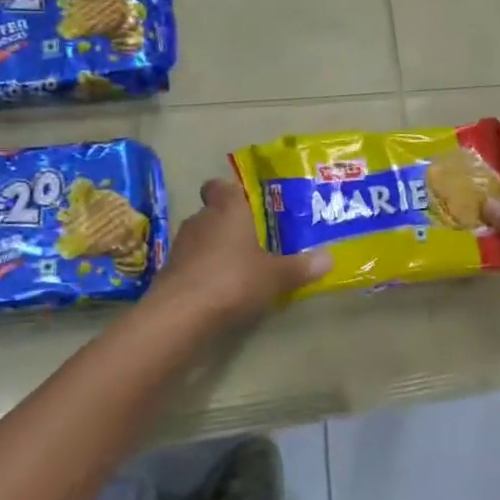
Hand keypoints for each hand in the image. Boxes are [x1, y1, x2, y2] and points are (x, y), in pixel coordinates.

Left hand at [149, 176, 330, 325]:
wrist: (181, 313)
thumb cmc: (234, 280)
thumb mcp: (276, 276)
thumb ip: (301, 267)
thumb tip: (330, 258)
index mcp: (227, 209)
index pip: (221, 186)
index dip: (230, 192)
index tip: (247, 204)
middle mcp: (201, 219)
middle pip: (213, 213)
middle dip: (230, 225)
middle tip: (254, 241)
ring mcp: (181, 245)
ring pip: (201, 239)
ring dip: (215, 250)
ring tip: (238, 268)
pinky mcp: (169, 271)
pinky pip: (191, 263)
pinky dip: (203, 272)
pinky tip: (219, 290)